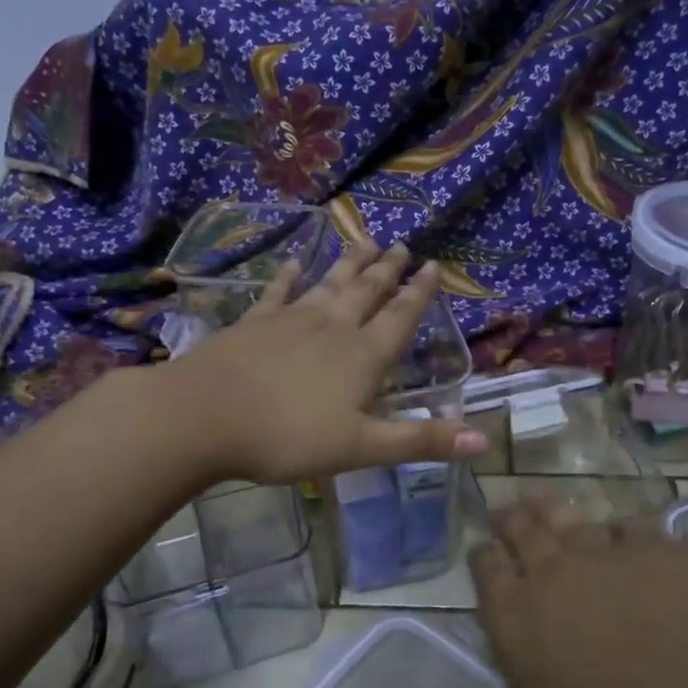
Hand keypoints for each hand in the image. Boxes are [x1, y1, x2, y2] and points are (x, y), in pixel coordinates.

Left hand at [163, 242, 488, 485]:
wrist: (204, 415)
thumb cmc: (288, 437)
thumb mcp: (362, 447)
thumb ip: (420, 441)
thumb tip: (483, 438)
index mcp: (363, 356)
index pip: (400, 318)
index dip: (419, 293)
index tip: (432, 265)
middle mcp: (333, 328)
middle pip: (366, 292)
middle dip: (387, 270)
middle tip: (401, 244)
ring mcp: (291, 320)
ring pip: (329, 284)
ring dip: (349, 264)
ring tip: (364, 240)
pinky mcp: (254, 323)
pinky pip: (279, 292)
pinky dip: (290, 277)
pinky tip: (296, 264)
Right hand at [463, 498, 687, 687]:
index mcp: (517, 618)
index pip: (487, 570)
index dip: (482, 556)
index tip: (482, 549)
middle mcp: (555, 573)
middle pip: (523, 530)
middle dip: (510, 519)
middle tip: (507, 513)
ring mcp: (611, 554)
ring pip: (571, 517)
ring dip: (553, 509)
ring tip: (546, 504)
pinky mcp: (663, 549)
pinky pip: (633, 525)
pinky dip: (622, 528)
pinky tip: (627, 535)